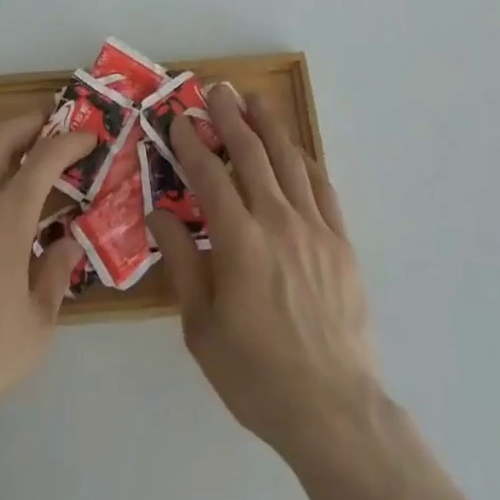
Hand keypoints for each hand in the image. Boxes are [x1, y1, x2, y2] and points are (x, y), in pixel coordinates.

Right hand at [148, 84, 379, 463]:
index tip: (178, 119)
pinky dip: (304, 161)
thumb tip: (159, 214)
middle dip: (229, 116)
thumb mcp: (201, 328)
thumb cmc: (257, 374)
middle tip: (216, 89)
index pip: (209, 174)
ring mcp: (314, 227)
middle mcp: (277, 220)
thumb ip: (182, 263)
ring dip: (268, 125)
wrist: (334, 410)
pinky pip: (322, 186)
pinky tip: (295, 150)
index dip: (191, 142)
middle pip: (251, 153)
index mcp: (239, 240)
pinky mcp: (340, 241)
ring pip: (288, 159)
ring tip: (254, 100)